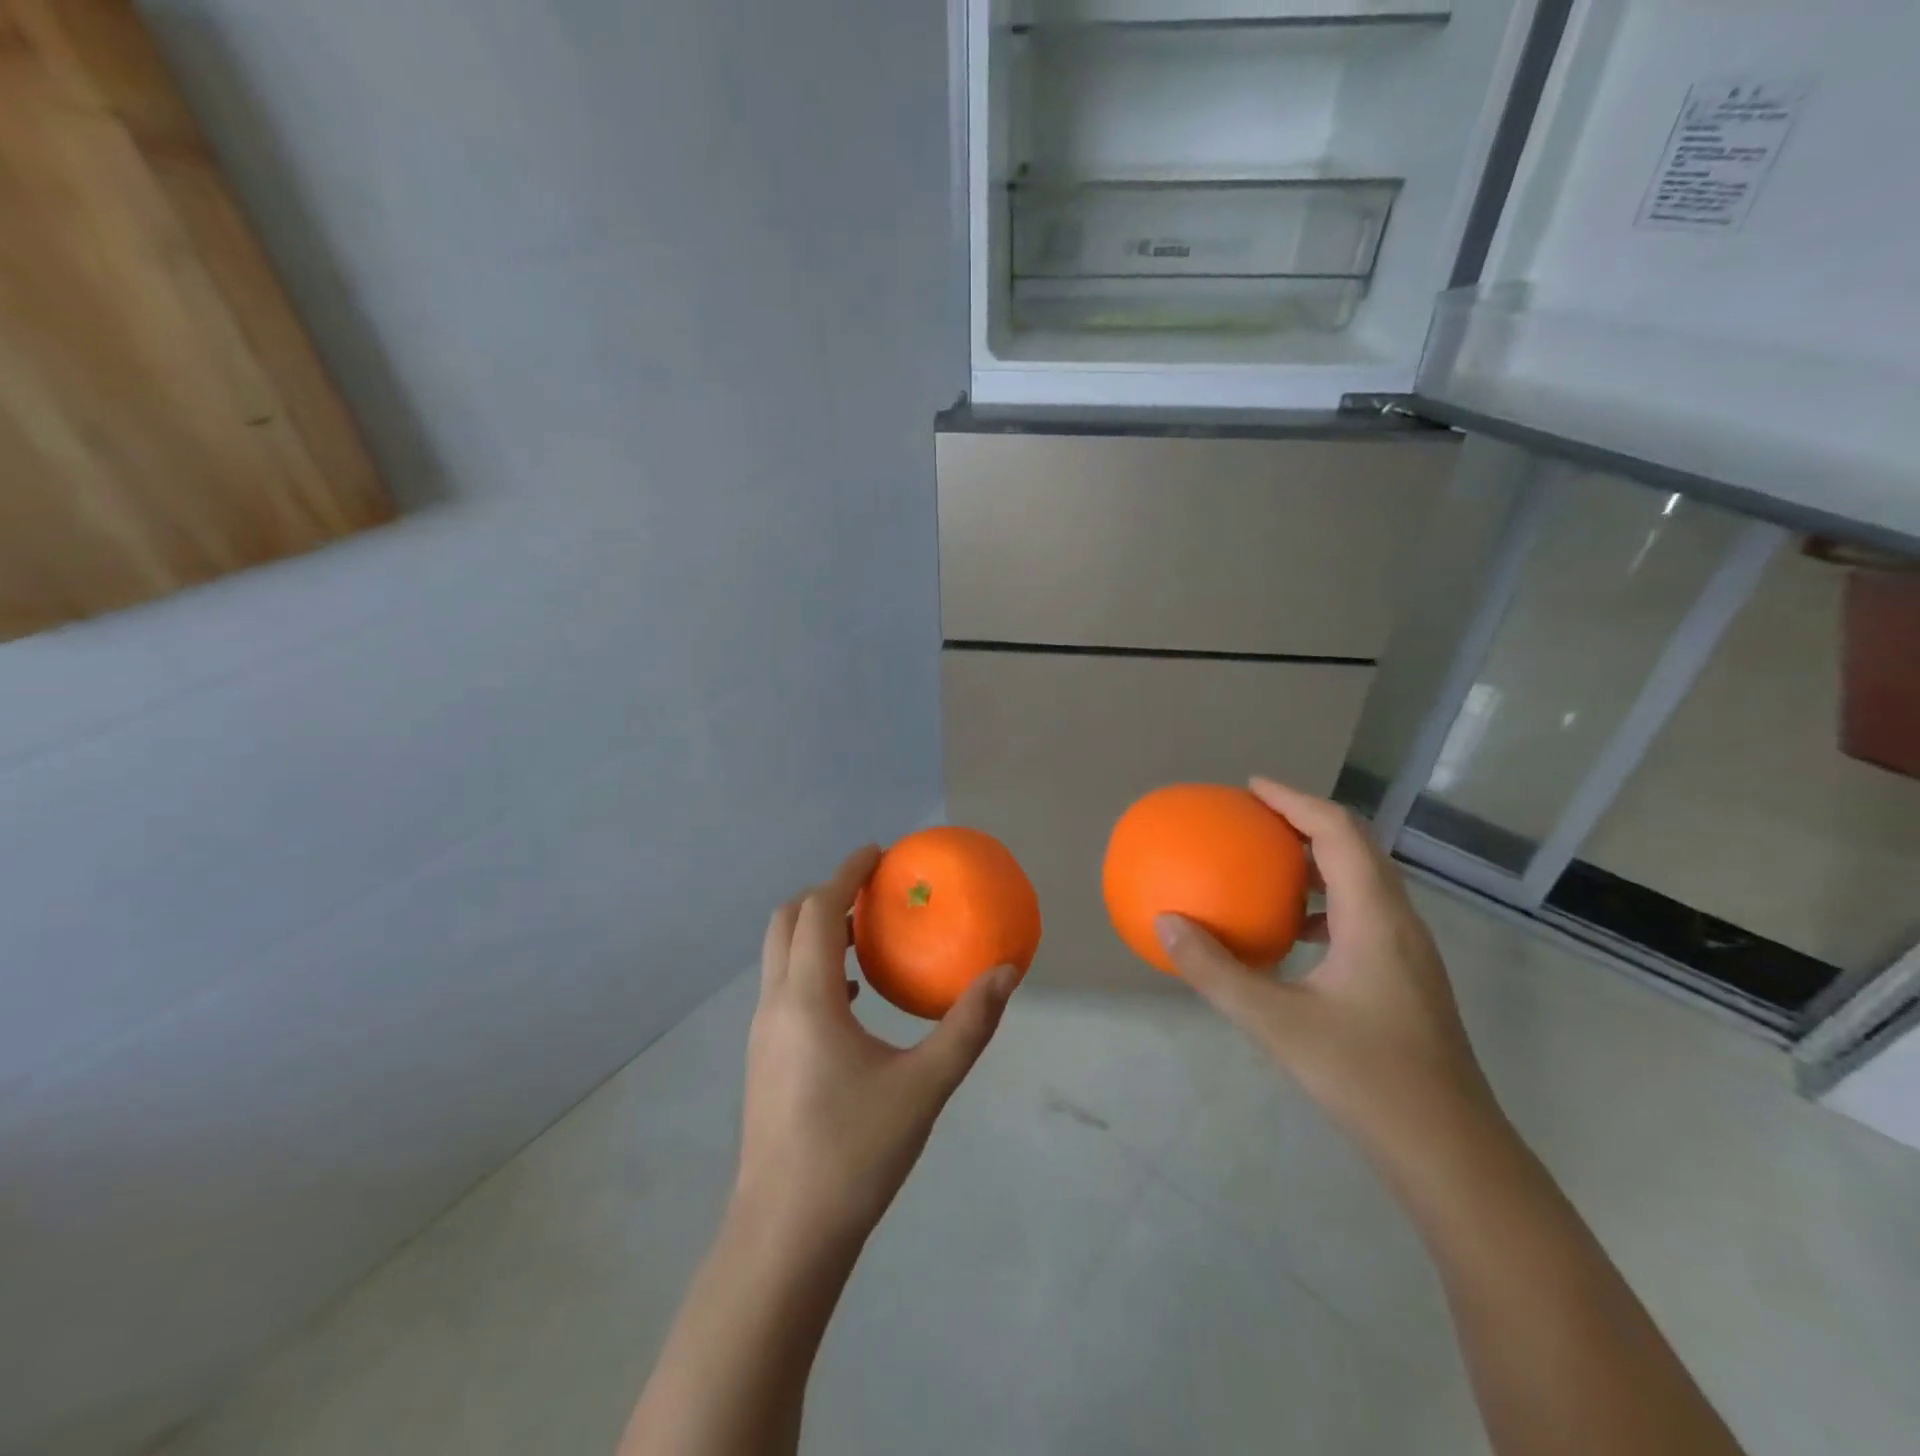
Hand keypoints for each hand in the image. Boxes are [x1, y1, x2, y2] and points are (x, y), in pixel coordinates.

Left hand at [734, 846, 1017, 1246]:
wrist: (784, 1236)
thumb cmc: (854, 1153)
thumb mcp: (924, 1086)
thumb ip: (968, 1025)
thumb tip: (1007, 972)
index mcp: (807, 999)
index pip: (817, 910)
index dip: (845, 873)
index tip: (877, 853)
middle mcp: (775, 1004)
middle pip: (786, 922)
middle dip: (824, 894)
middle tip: (870, 892)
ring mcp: (762, 1033)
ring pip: (780, 955)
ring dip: (815, 930)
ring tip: (863, 934)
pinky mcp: (764, 1060)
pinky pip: (784, 988)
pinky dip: (812, 967)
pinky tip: (852, 997)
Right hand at [1155, 778, 1498, 1162]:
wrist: (1451, 1152)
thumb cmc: (1366, 1078)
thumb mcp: (1276, 1023)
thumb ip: (1216, 972)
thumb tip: (1164, 924)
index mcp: (1375, 917)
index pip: (1338, 832)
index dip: (1295, 800)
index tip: (1251, 787)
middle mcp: (1398, 921)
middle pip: (1357, 846)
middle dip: (1306, 820)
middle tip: (1255, 817)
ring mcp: (1408, 951)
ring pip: (1364, 879)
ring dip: (1318, 859)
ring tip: (1269, 863)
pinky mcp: (1406, 976)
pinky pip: (1363, 913)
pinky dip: (1325, 901)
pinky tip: (1293, 932)